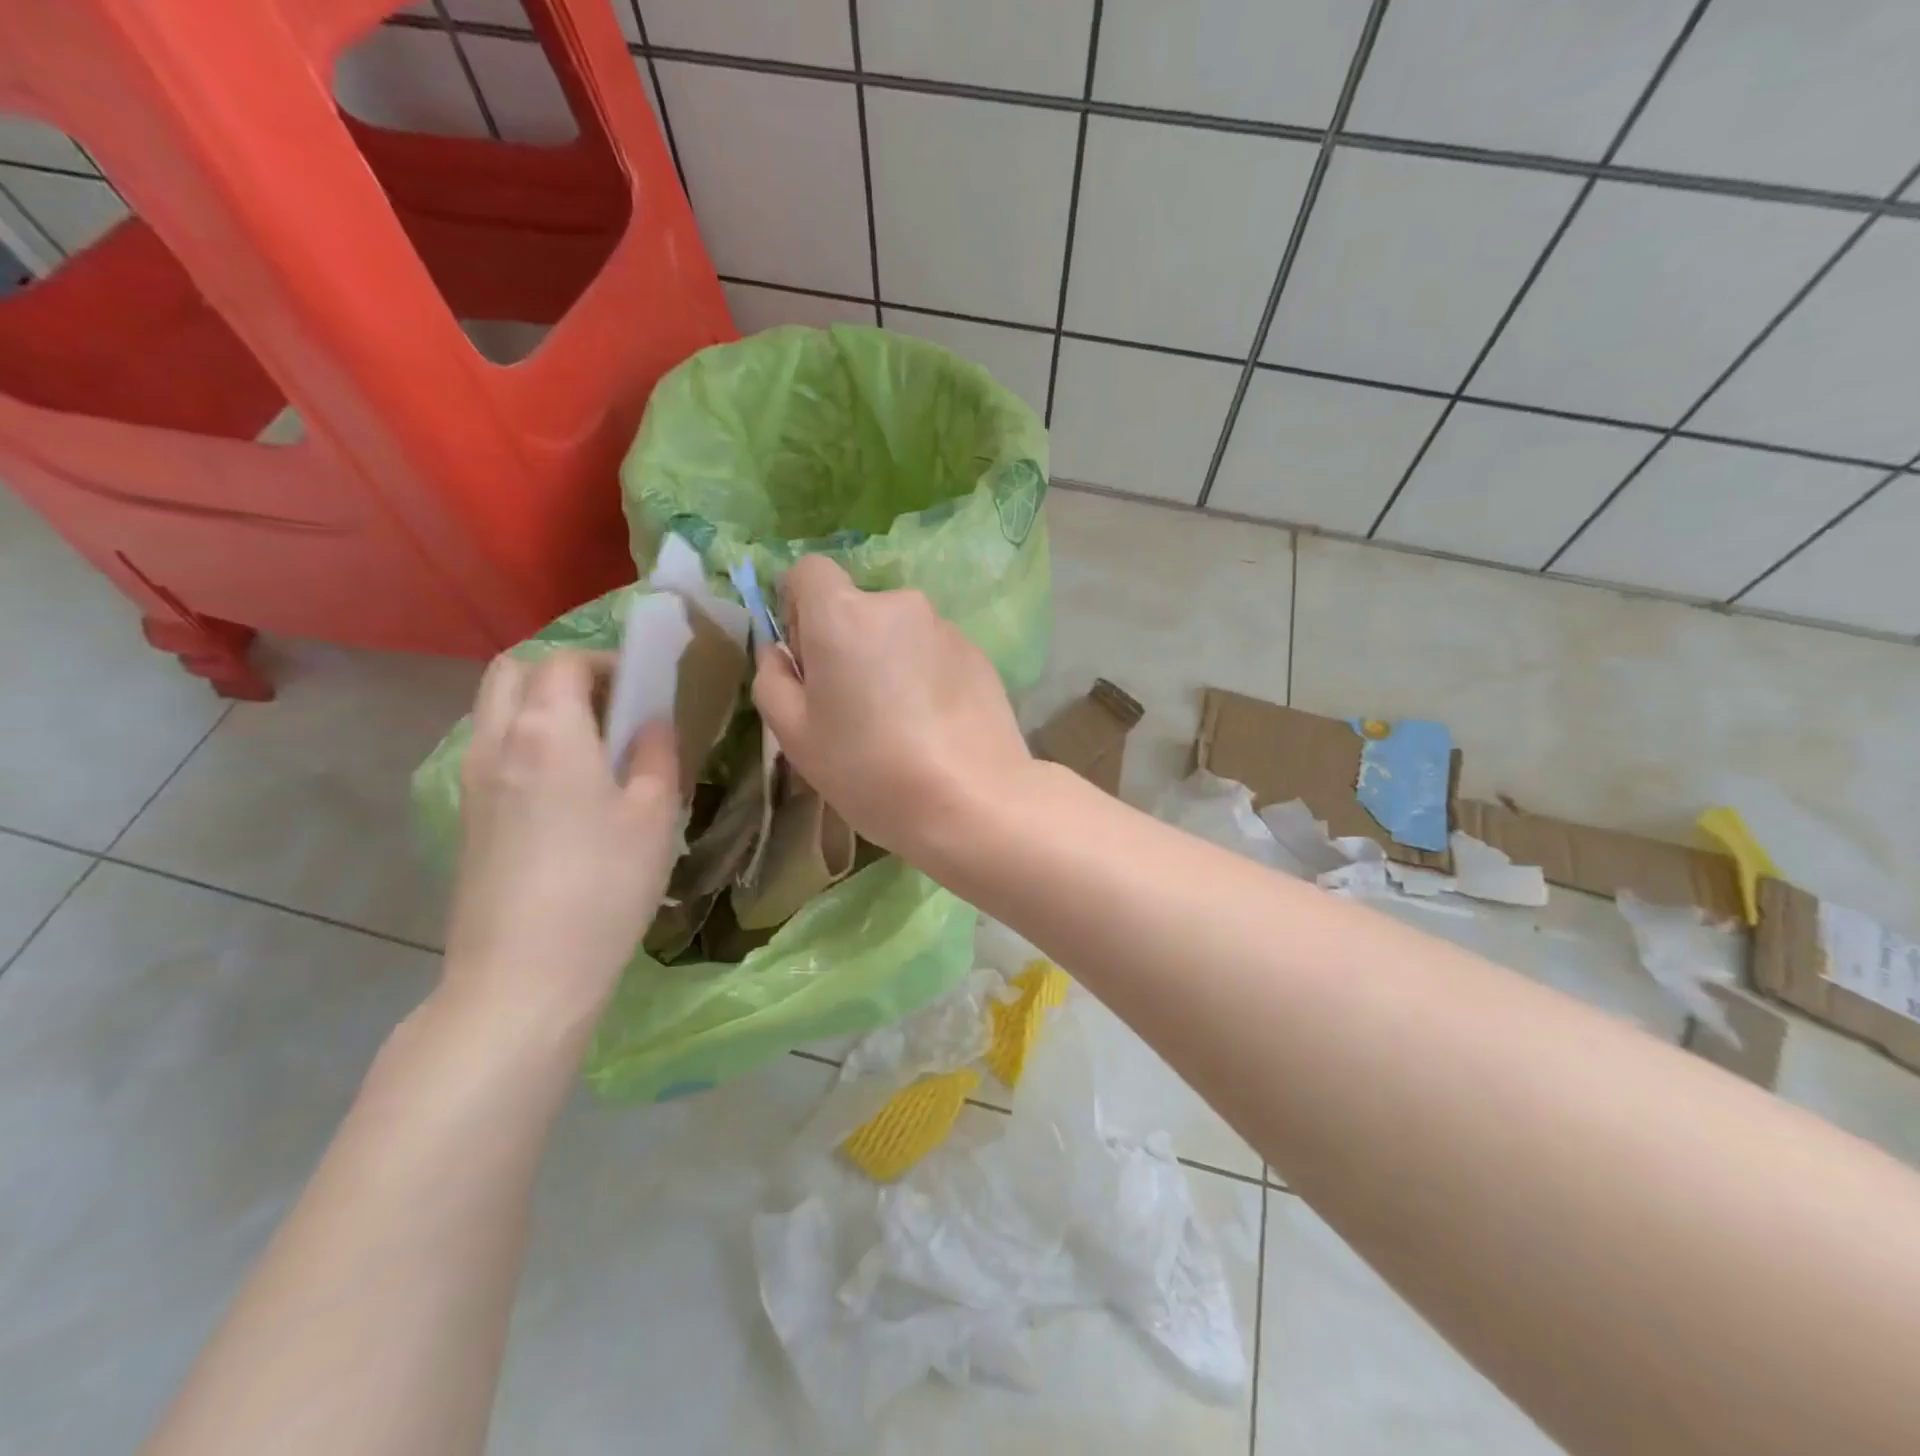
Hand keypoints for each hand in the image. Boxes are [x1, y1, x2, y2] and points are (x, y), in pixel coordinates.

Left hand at [440, 651, 679, 1039]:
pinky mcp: (466, 818)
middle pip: (511, 671)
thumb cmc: (604, 886)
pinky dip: (523, 740)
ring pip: (493, 709)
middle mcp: (496, 742)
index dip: (605, 661)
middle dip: (560, 671)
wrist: (523, 975)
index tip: (642, 686)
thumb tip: (651, 723)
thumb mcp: (655, 815)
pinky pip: (490, 749)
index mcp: (546, 731)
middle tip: (609, 703)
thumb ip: (657, 754)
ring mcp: (472, 781)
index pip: (564, 661)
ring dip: (537, 704)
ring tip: (592, 744)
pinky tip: (565, 787)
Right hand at [751, 556, 1033, 861]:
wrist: (971, 801)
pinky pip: (934, 652)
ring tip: (899, 722)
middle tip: (852, 704)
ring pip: (899, 631)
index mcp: (844, 614)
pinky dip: (925, 675)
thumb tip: (780, 651)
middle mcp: (898, 605)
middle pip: (858, 605)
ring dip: (889, 659)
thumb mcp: (795, 735)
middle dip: (847, 640)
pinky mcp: (979, 653)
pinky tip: (933, 726)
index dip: (800, 606)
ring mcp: (946, 627)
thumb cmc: (869, 769)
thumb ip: (773, 679)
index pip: (810, 571)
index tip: (808, 655)